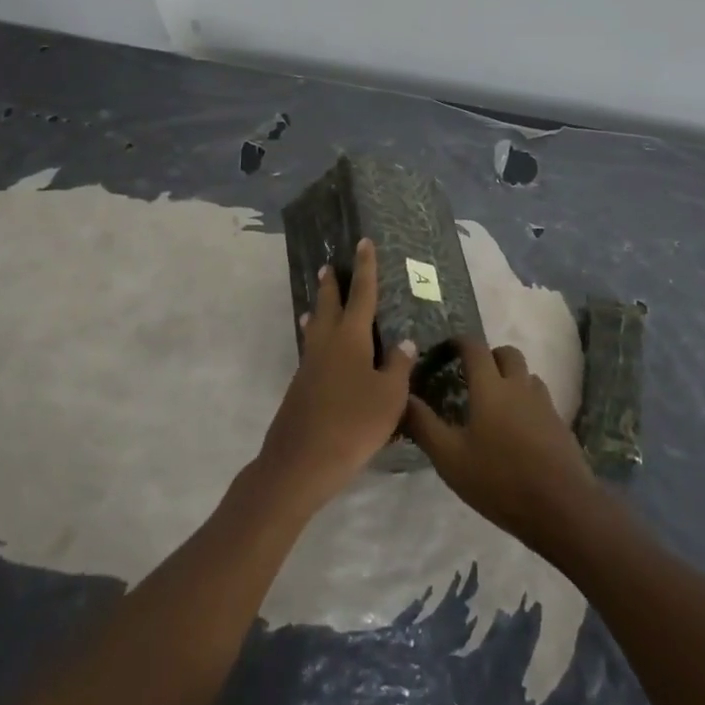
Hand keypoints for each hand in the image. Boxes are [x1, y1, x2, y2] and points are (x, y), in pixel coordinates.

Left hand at [255, 239, 415, 513]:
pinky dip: (316, 338)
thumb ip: (398, 365)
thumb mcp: (389, 396)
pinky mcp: (301, 387)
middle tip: (329, 266)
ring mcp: (310, 365)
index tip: (363, 242)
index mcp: (351, 338)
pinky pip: (312, 350)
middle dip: (331, 285)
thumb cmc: (353, 424)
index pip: (361, 294)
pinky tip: (321, 352)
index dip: (365, 268)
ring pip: (316, 328)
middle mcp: (327, 343)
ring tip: (318, 302)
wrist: (301, 462)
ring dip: (319, 310)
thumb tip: (404, 340)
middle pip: (329, 305)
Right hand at [404, 339, 603, 554]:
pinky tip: (517, 430)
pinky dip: (526, 401)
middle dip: (488, 356)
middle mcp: (519, 385)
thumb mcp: (450, 458)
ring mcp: (544, 403)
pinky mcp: (560, 424)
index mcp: (490, 386)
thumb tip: (402, 397)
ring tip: (494, 404)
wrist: (562, 508)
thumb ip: (423, 425)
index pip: (474, 347)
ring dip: (510, 378)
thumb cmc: (499, 480)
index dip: (459, 342)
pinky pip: (540, 399)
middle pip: (506, 353)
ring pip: (526, 375)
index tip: (445, 351)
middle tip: (471, 377)